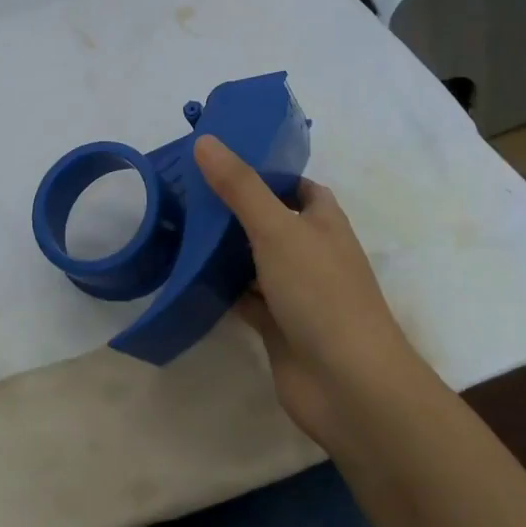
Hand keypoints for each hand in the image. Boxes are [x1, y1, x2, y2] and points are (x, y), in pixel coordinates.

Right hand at [194, 135, 435, 446]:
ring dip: (223, 250)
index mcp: (323, 222)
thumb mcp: (277, 229)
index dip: (266, 172)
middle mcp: (311, 253)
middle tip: (185, 191)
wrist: (348, 385)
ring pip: (253, 261)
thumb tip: (205, 141)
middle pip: (269, 222)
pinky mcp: (277, 326)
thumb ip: (240, 187)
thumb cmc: (320, 293)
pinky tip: (187, 276)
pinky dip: (220, 288)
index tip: (221, 162)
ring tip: (177, 226)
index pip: (297, 187)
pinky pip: (243, 298)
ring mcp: (294, 292)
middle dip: (233, 209)